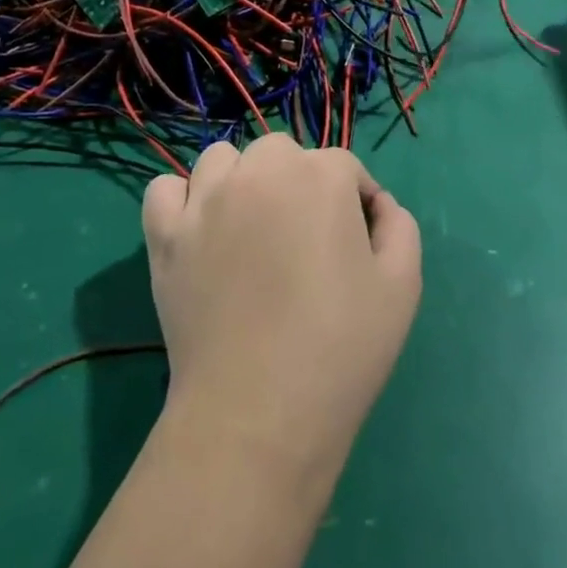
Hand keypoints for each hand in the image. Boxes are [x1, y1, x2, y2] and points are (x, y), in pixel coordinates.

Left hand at [141, 137, 421, 479]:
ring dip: (241, 181)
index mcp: (320, 176)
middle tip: (304, 240)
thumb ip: (399, 226)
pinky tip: (200, 231)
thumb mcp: (402, 287)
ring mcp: (206, 200)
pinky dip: (181, 201)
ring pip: (223, 160)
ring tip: (251, 230)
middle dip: (298, 183)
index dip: (356, 202)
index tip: (357, 246)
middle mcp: (260, 172)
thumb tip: (377, 205)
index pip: (344, 167)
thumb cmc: (340, 348)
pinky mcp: (165, 234)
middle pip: (281, 153)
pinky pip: (164, 190)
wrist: (259, 414)